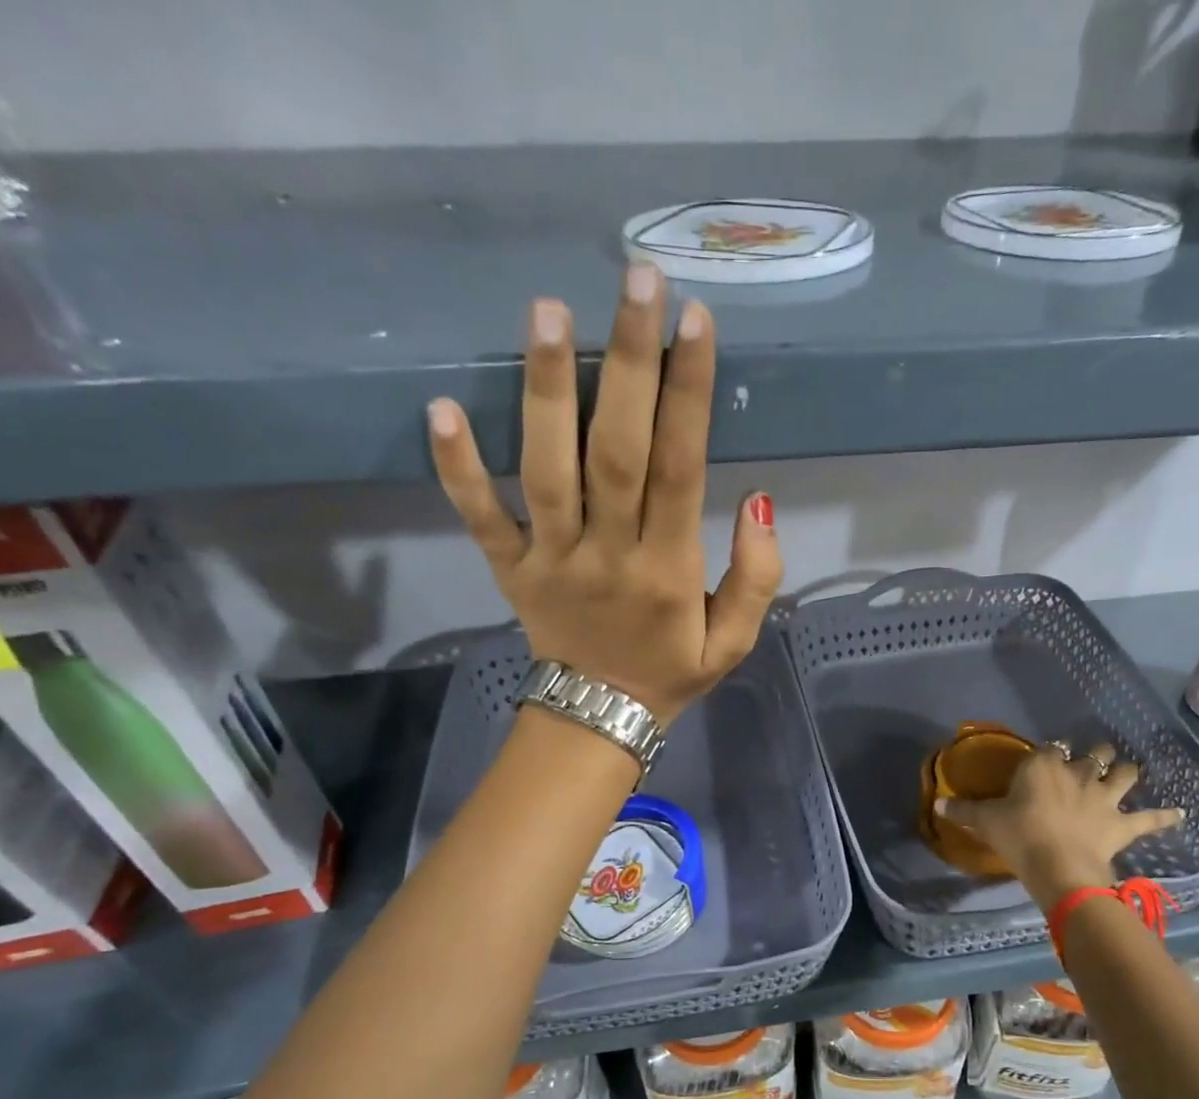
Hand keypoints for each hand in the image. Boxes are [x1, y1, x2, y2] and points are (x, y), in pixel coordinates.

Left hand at [427, 263, 782, 722]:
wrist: (599, 720)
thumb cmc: (672, 672)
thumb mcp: (736, 642)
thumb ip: (758, 577)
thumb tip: (756, 500)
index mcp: (668, 572)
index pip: (680, 469)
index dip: (689, 394)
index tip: (694, 321)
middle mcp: (608, 555)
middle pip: (616, 452)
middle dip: (627, 364)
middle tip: (633, 280)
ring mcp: (550, 561)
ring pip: (546, 471)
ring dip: (546, 392)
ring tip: (548, 311)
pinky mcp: (509, 569)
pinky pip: (479, 518)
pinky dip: (458, 469)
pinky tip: (441, 408)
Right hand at [934, 741, 1184, 903]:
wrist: (1058, 866)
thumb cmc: (1019, 837)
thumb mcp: (986, 822)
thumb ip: (963, 810)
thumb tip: (936, 804)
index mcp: (1043, 767)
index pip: (1049, 749)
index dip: (1049, 751)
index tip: (1047, 756)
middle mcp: (1077, 774)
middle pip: (1093, 755)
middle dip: (1095, 754)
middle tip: (1093, 758)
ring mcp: (1104, 797)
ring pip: (1123, 775)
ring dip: (1127, 771)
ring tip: (1129, 770)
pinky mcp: (1122, 824)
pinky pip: (1149, 818)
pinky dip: (1165, 816)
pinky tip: (1181, 814)